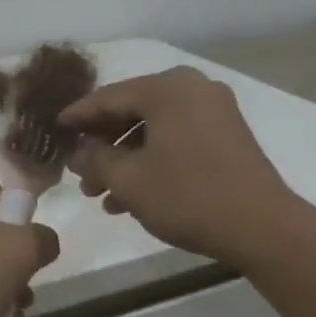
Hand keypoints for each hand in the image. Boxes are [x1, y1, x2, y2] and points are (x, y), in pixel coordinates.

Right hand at [61, 67, 300, 266]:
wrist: (262, 227)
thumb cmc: (188, 196)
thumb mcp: (129, 180)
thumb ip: (95, 160)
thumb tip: (78, 153)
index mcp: (168, 89)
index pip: (108, 97)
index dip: (77, 116)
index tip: (54, 129)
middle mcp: (193, 90)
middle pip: (131, 112)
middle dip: (102, 146)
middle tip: (78, 174)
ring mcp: (214, 112)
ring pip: (153, 130)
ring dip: (124, 160)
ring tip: (100, 195)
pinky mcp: (226, 137)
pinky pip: (175, 140)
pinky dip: (151, 163)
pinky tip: (131, 199)